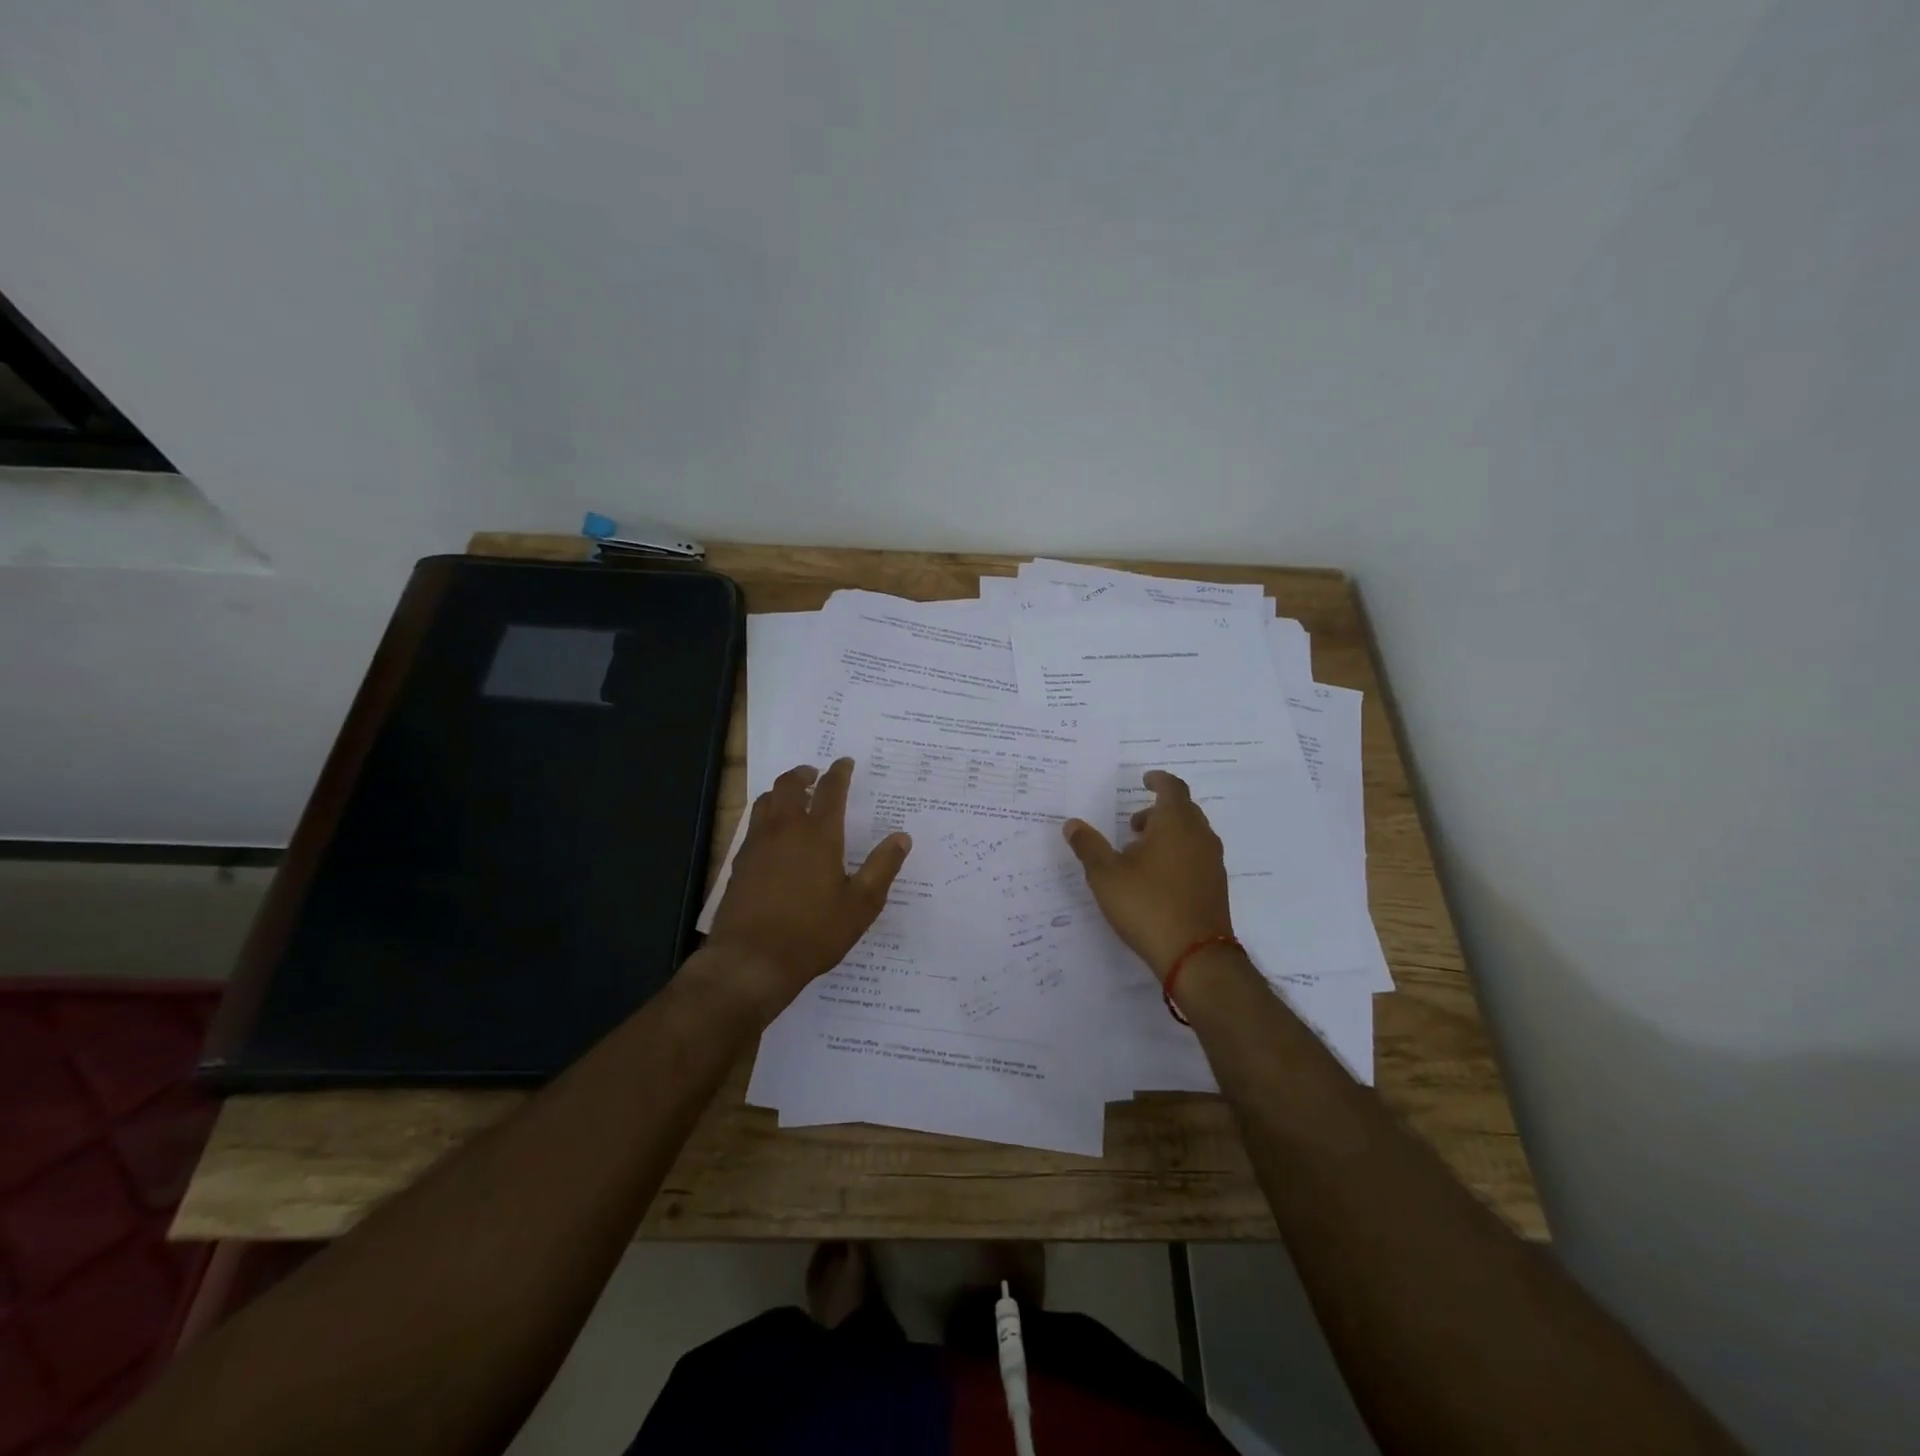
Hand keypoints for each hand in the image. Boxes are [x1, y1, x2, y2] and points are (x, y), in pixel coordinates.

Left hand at [702, 758, 911, 1020]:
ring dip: (781, 791)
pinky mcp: (740, 862)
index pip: (831, 790)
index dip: (839, 772)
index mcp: (819, 835)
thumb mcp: (861, 905)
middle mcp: (786, 830)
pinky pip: (753, 824)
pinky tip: (773, 833)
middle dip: (803, 774)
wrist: (751, 960)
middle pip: (790, 786)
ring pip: (766, 801)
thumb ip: (882, 867)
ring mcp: (758, 844)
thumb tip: (902, 837)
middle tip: (814, 773)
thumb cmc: (814, 932)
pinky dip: (766, 815)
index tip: (844, 762)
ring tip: (792, 796)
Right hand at [1063, 770, 1233, 982]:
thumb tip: (1072, 824)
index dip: (1158, 780)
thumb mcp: (1106, 875)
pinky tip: (1157, 879)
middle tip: (1133, 825)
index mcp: (1176, 823)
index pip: (1172, 788)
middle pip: (1183, 810)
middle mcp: (1200, 836)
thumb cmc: (1147, 905)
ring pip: (1191, 835)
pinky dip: (1178, 854)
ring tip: (1140, 854)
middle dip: (1158, 811)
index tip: (1145, 779)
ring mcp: (1212, 862)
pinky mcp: (1216, 886)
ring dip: (1168, 835)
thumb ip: (1088, 846)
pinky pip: (1197, 856)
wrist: (1195, 955)